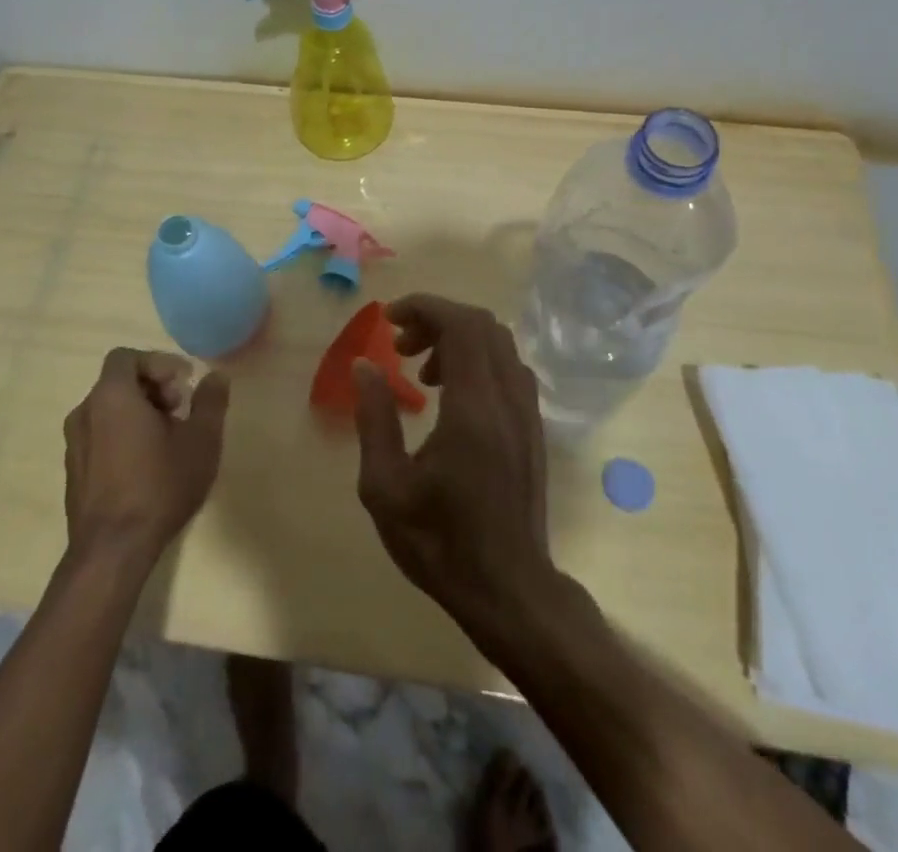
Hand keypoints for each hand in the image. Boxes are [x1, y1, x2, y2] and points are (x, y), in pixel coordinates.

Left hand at [63, 349, 229, 566]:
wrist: (112, 551)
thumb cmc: (159, 486)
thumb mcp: (201, 440)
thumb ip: (210, 401)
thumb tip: (216, 377)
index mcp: (112, 395)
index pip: (127, 357)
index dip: (158, 363)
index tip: (183, 385)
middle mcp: (85, 411)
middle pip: (119, 382)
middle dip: (153, 388)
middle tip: (181, 410)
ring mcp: (74, 443)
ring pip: (109, 410)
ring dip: (139, 412)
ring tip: (167, 439)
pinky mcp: (73, 470)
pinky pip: (99, 435)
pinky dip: (122, 435)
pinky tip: (146, 464)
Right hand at [353, 295, 553, 626]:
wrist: (510, 590)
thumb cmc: (440, 542)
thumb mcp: (386, 488)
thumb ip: (374, 418)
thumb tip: (365, 364)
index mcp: (474, 408)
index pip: (461, 324)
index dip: (424, 307)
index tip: (389, 318)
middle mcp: (508, 398)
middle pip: (482, 324)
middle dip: (437, 319)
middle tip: (401, 345)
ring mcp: (527, 411)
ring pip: (498, 344)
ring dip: (458, 339)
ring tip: (421, 372)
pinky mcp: (533, 427)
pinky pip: (508, 368)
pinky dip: (477, 360)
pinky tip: (451, 396)